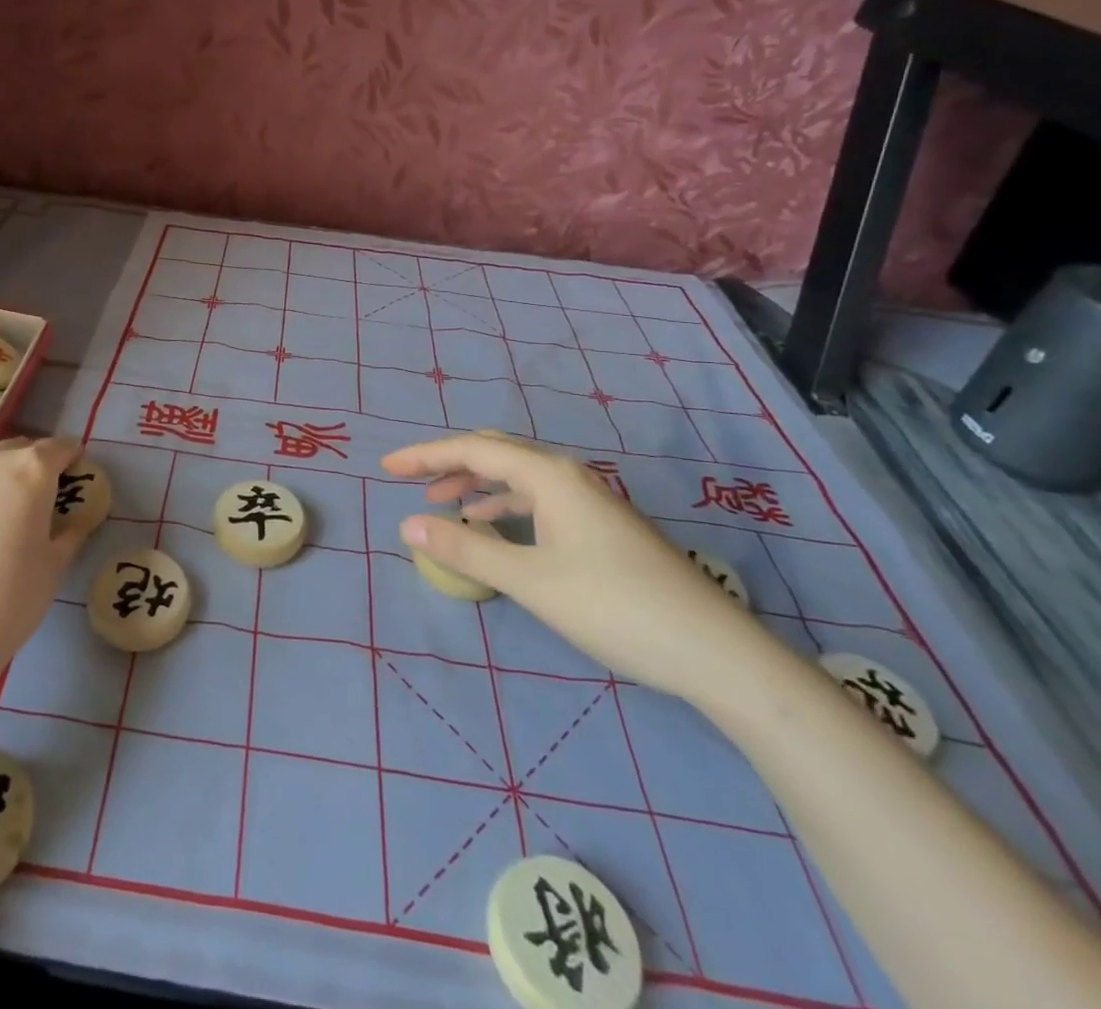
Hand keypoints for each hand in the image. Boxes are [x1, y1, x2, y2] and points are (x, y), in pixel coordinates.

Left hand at [0, 436, 87, 695]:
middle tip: (37, 504)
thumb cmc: (6, 601)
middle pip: (17, 451)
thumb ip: (69, 534)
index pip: (59, 447)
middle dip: (32, 469)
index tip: (75, 477)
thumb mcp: (53, 570)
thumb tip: (74, 522)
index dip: (71, 459)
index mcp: (30, 470)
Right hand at [383, 432, 775, 701]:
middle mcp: (568, 476)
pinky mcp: (600, 527)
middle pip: (496, 453)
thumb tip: (408, 524)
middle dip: (449, 463)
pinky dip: (504, 506)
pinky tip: (493, 528)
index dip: (425, 455)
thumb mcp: (530, 580)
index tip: (386, 467)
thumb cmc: (614, 607)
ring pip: (518, 477)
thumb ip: (466, 549)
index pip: (473, 450)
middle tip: (410, 480)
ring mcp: (588, 501)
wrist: (714, 651)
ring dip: (476, 485)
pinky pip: (537, 500)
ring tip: (442, 504)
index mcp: (549, 475)